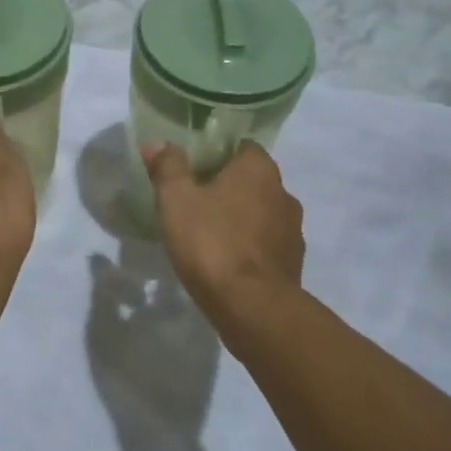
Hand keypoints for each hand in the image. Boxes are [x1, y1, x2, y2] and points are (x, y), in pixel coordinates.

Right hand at [142, 142, 303, 320]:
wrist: (252, 307)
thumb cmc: (211, 242)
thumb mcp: (176, 199)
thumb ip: (168, 167)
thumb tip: (157, 142)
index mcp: (258, 169)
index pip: (241, 146)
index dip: (217, 154)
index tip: (194, 168)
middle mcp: (283, 192)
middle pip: (252, 180)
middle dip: (228, 187)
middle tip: (195, 202)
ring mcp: (293, 230)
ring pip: (262, 213)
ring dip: (241, 218)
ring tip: (210, 234)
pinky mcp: (294, 263)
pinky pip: (267, 244)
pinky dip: (251, 246)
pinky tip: (228, 261)